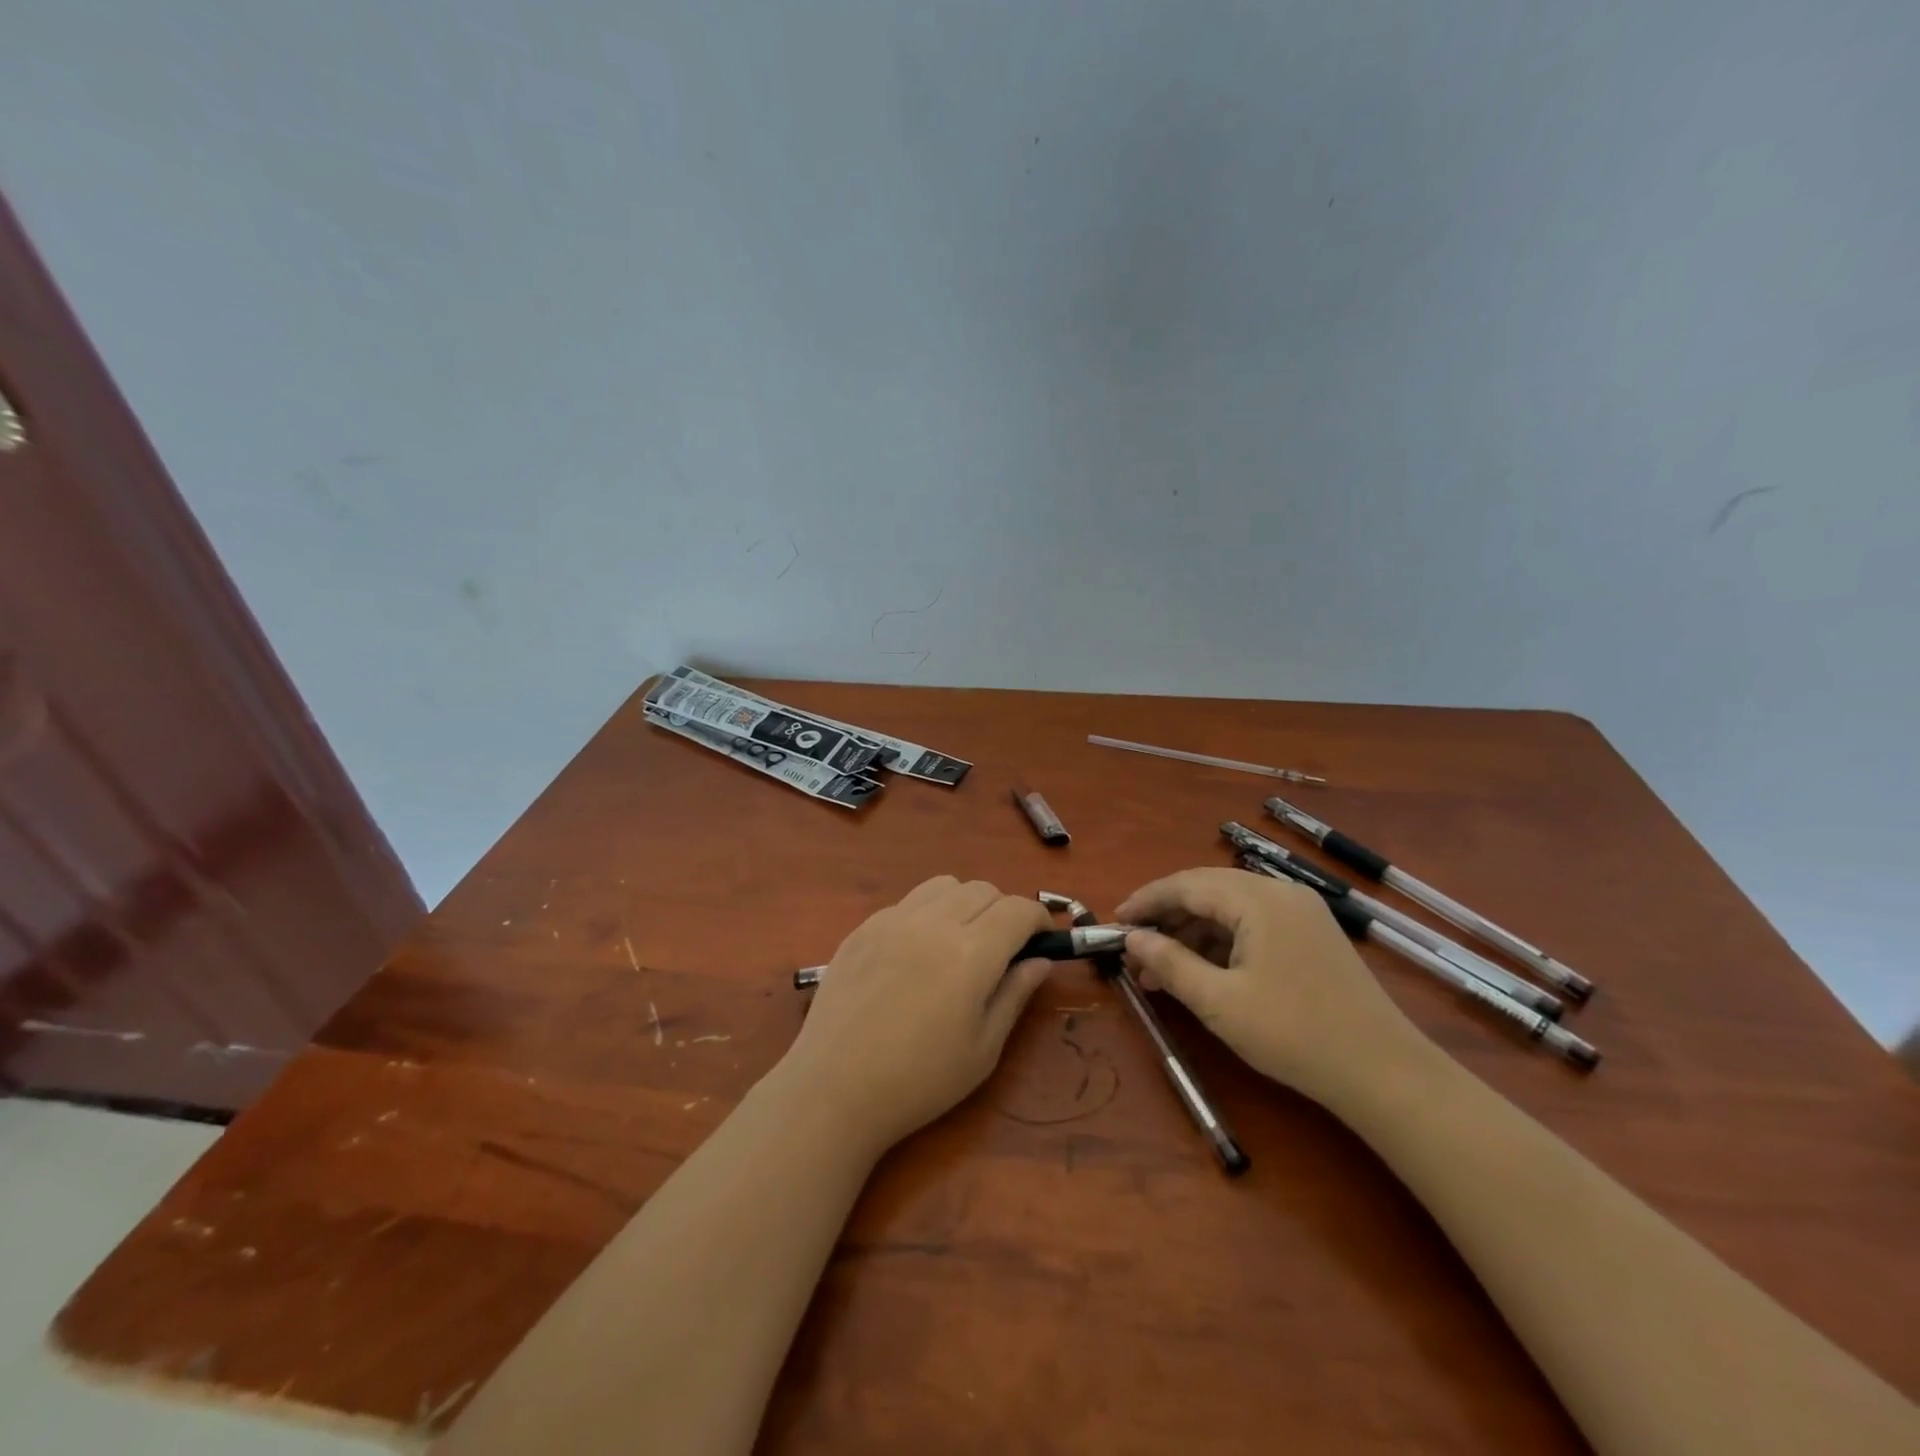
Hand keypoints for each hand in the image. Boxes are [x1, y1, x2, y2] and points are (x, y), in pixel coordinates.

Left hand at [780, 877, 1053, 1151]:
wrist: (834, 1089)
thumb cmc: (919, 1080)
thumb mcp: (983, 1049)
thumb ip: (1014, 994)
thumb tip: (1040, 961)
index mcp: (971, 953)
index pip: (1018, 910)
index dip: (1039, 919)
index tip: (1042, 940)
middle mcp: (934, 922)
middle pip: (983, 889)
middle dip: (1004, 910)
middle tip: (1003, 948)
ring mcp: (893, 920)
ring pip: (944, 884)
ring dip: (965, 902)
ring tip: (961, 940)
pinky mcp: (863, 927)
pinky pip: (908, 902)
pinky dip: (927, 913)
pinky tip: (917, 952)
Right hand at [1118, 867, 1424, 1105]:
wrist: (1384, 1073)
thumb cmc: (1294, 1033)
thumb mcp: (1219, 1002)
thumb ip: (1169, 963)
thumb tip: (1132, 937)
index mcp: (1258, 899)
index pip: (1186, 885)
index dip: (1146, 901)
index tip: (1114, 922)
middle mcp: (1280, 893)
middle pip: (1207, 891)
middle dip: (1166, 918)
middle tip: (1134, 950)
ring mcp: (1301, 914)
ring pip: (1230, 909)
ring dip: (1192, 934)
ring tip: (1160, 971)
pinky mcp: (1311, 937)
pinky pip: (1253, 926)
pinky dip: (1221, 944)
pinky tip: (1201, 973)